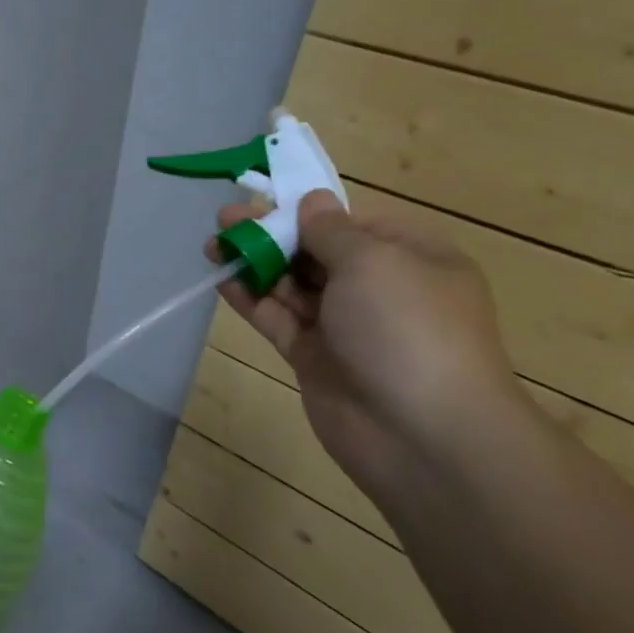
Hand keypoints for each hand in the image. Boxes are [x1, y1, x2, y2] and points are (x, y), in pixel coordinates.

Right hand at [208, 190, 522, 503]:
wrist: (420, 433)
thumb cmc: (406, 328)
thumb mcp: (373, 262)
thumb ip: (330, 230)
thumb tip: (311, 202)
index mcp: (411, 257)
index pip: (352, 223)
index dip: (307, 210)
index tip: (264, 199)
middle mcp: (380, 289)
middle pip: (317, 252)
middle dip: (272, 234)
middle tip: (225, 221)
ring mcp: (345, 326)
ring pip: (292, 286)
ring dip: (255, 264)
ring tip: (213, 245)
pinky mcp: (315, 358)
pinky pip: (278, 319)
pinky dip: (251, 300)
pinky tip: (222, 280)